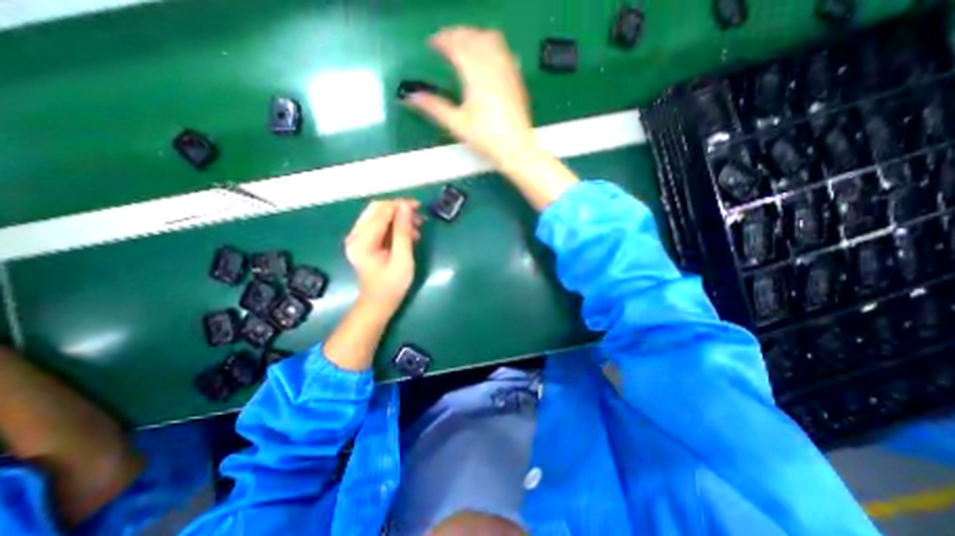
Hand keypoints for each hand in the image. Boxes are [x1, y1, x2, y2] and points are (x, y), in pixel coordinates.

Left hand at [341, 201, 418, 318]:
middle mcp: (355, 235)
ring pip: (378, 215)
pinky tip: (407, 234)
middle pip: (376, 209)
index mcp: (362, 241)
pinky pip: (379, 225)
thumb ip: (403, 232)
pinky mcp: (364, 242)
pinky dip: (394, 226)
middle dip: (398, 209)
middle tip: (418, 216)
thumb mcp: (402, 259)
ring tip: (416, 229)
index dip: (399, 205)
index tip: (419, 207)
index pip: (380, 212)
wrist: (379, 303)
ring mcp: (358, 238)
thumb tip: (406, 207)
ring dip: (398, 218)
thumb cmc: (392, 285)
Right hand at [401, 25, 535, 166]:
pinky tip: (486, 57)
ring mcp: (507, 69)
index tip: (431, 44)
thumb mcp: (457, 124)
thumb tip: (410, 98)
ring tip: (464, 46)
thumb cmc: (486, 138)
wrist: (516, 148)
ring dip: (474, 36)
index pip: (456, 45)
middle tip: (444, 43)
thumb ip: (434, 107)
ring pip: (490, 39)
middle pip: (473, 36)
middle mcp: (492, 64)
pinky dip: (490, 45)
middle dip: (456, 35)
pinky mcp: (516, 78)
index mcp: (475, 73)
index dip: (441, 40)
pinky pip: (504, 50)